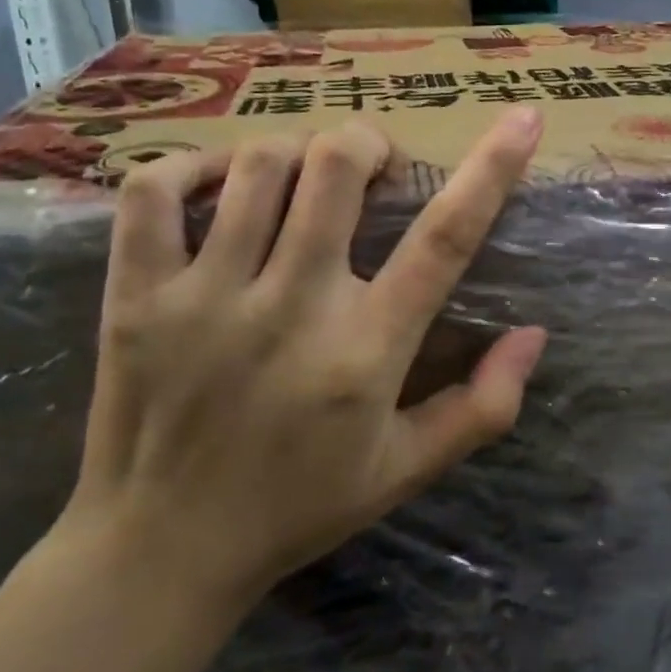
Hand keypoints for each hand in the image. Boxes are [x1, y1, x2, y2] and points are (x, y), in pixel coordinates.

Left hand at [57, 110, 548, 626]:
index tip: (522, 117)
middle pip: (336, 167)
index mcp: (365, 354)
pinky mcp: (136, 297)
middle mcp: (290, 309)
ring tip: (303, 177)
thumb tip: (534, 334)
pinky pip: (155, 192)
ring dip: (295, 152)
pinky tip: (218, 182)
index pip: (444, 240)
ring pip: (257, 166)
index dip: (491, 169)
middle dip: (368, 144)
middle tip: (372, 169)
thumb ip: (482, 407)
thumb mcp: (404, 471)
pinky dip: (190, 165)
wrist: (159, 554)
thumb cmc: (296, 510)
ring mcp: (205, 297)